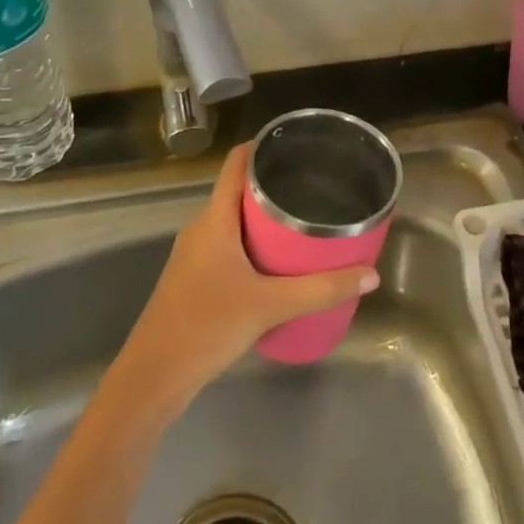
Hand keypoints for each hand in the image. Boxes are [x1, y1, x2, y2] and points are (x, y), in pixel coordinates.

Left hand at [116, 145, 379, 411]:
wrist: (153, 378)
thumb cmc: (207, 327)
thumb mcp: (270, 306)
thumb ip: (321, 290)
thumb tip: (370, 275)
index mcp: (214, 219)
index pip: (235, 164)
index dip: (263, 147)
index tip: (297, 146)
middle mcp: (201, 228)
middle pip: (238, 191)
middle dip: (274, 186)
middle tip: (314, 188)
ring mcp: (193, 255)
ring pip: (233, 221)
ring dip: (264, 219)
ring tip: (304, 223)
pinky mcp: (193, 279)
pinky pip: (227, 245)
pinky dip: (252, 244)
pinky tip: (277, 264)